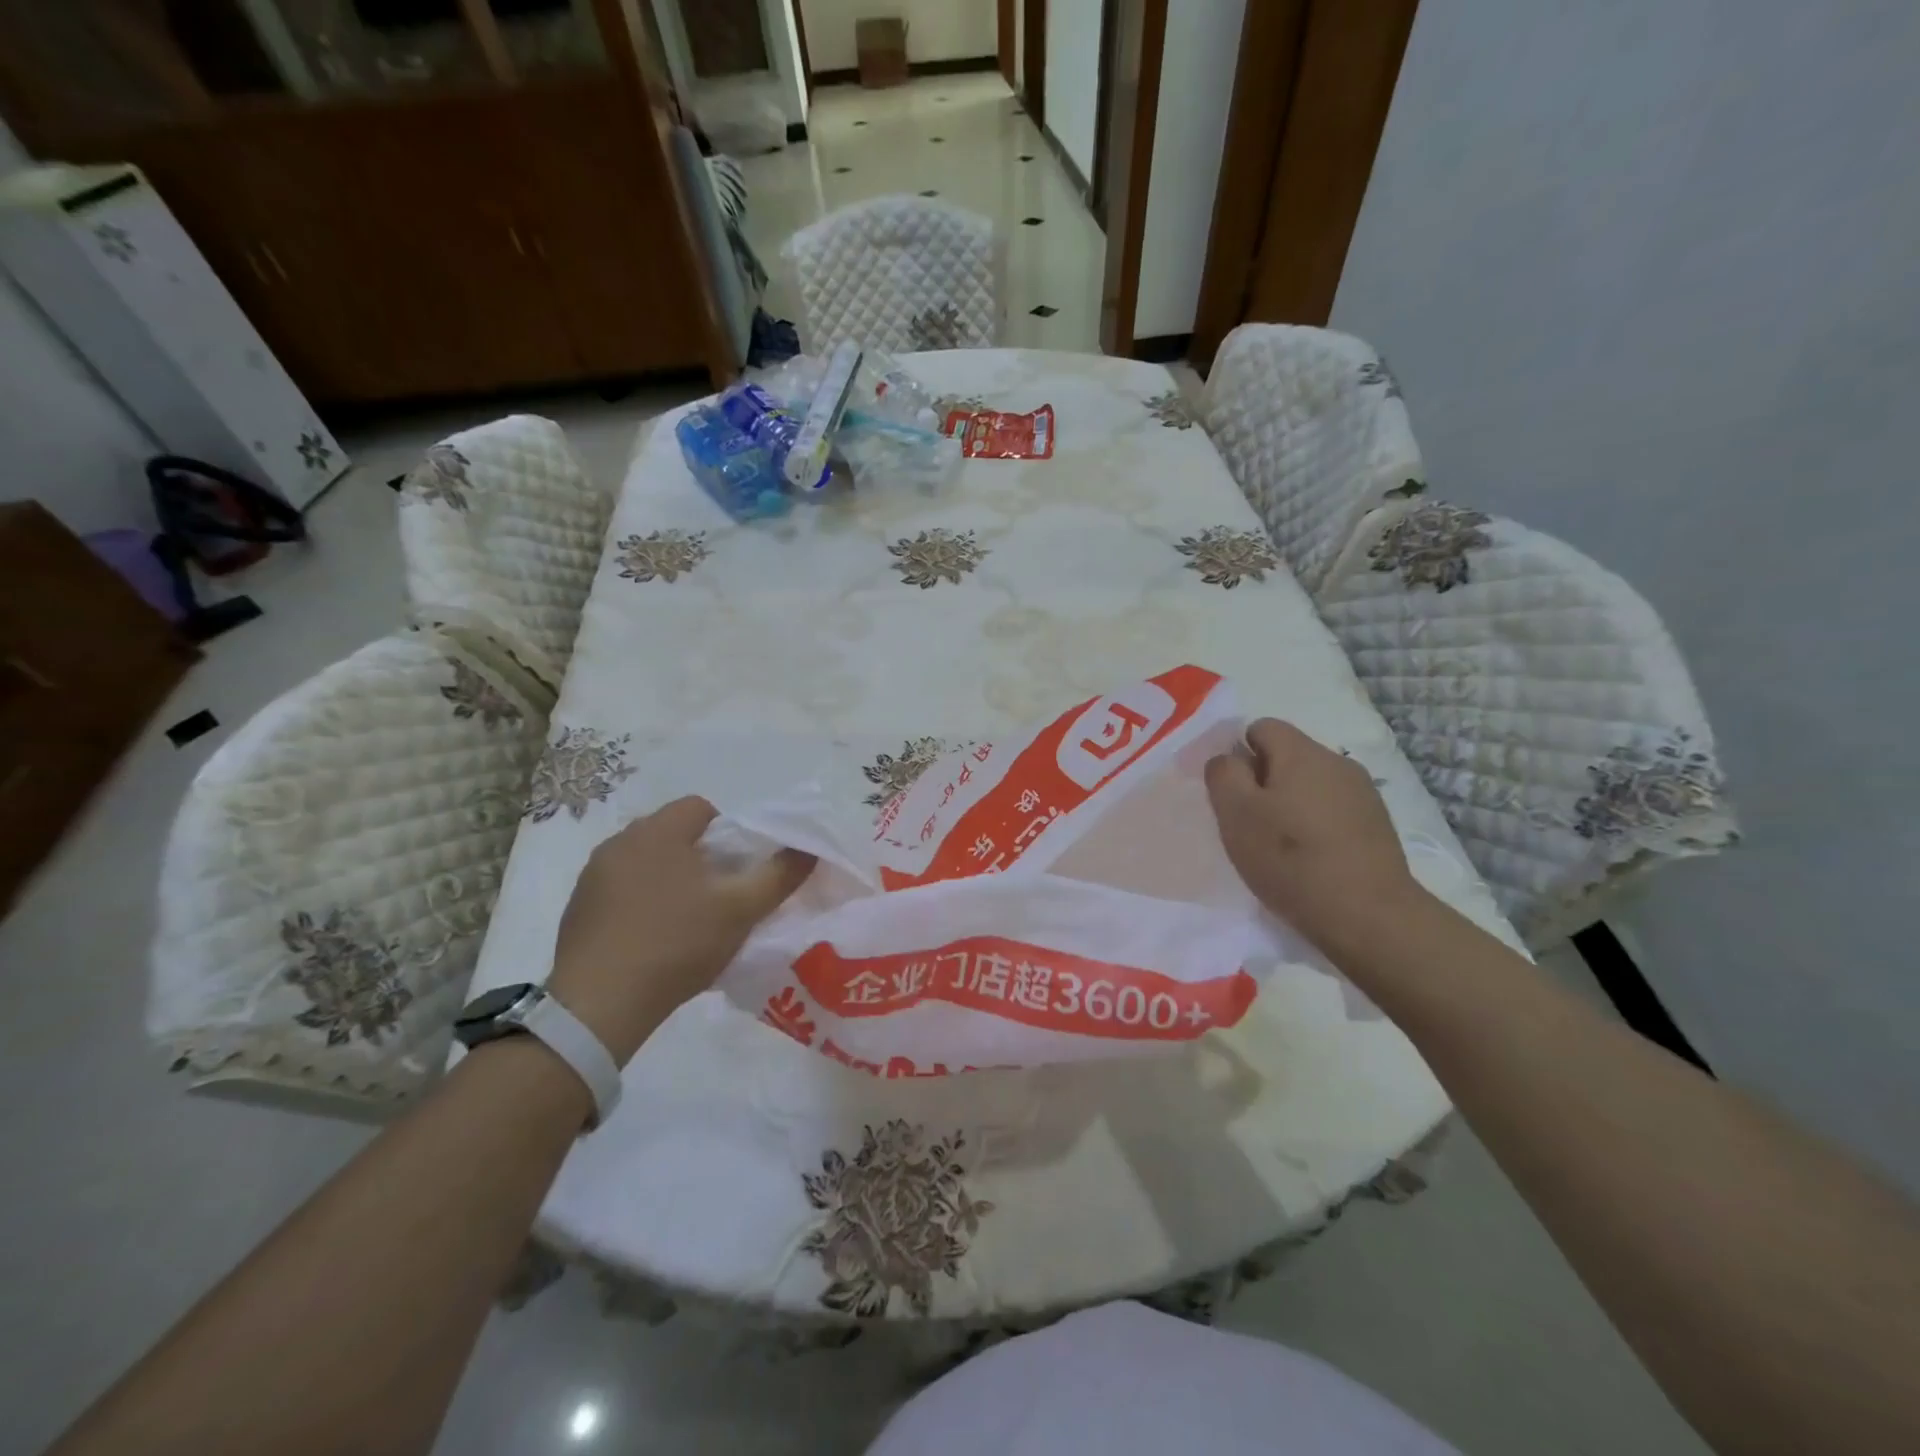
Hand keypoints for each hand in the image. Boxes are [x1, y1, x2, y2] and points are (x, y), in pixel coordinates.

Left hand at [549, 796, 814, 1063]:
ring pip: (646, 862)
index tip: (737, 871)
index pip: (701, 808)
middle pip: (673, 834)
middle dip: (700, 857)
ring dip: (669, 879)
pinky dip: (640, 903)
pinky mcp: (577, 909)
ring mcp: (593, 876)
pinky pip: (621, 890)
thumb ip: (780, 875)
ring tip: (687, 921)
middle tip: (719, 897)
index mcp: (658, 831)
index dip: (728, 834)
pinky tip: (653, 940)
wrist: (599, 1005)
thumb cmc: (677, 943)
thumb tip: (810, 849)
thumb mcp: (741, 909)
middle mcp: (620, 842)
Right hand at [1205, 719, 1426, 960]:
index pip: (1261, 727)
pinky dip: (1316, 824)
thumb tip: (1228, 759)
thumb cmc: (1291, 859)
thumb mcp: (1236, 814)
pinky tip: (1311, 858)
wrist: (1368, 915)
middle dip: (1263, 781)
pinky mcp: (1377, 824)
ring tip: (1280, 845)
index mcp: (1301, 752)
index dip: (1238, 754)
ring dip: (1291, 804)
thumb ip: (1223, 774)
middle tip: (1249, 823)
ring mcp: (1363, 793)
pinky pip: (1333, 809)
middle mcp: (1337, 761)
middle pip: (1288, 755)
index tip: (1231, 793)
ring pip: (1311, 784)